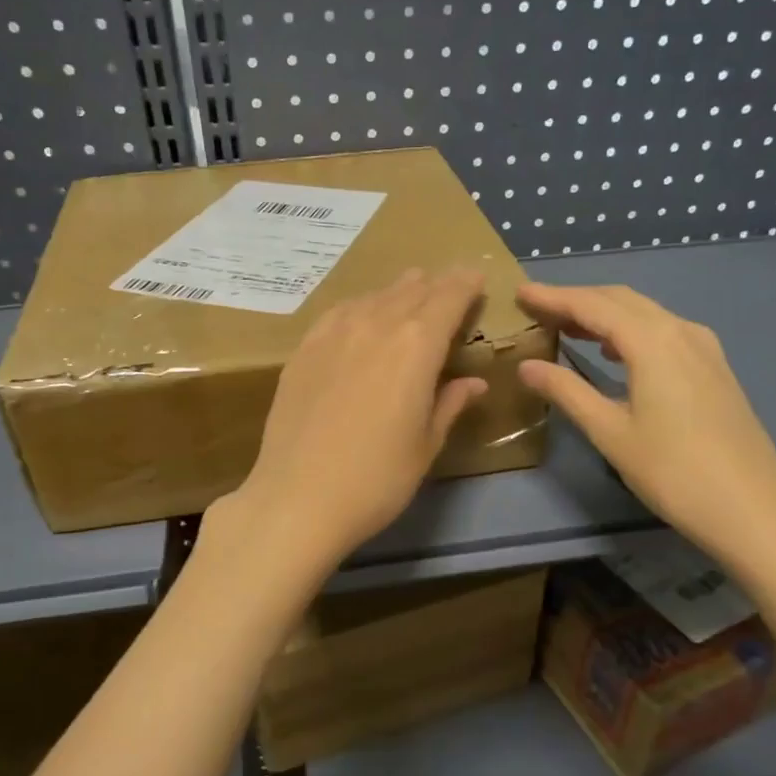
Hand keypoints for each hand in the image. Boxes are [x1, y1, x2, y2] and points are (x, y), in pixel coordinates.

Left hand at [219, 270, 489, 570]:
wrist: (298, 497)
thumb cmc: (377, 479)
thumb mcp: (425, 444)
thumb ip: (450, 404)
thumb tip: (474, 382)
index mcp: (417, 346)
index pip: (448, 298)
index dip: (465, 284)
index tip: (476, 277)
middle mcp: (376, 325)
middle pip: (412, 290)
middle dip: (436, 284)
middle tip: (450, 284)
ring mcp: (334, 334)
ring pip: (374, 296)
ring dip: (399, 291)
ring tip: (411, 290)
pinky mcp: (304, 349)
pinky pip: (340, 312)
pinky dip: (361, 306)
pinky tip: (362, 314)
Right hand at [514, 283, 775, 578]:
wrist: (753, 509)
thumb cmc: (673, 471)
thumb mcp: (610, 432)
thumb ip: (567, 392)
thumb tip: (526, 366)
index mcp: (652, 341)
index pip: (592, 305)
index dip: (553, 297)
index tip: (520, 292)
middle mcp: (681, 331)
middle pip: (621, 300)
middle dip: (576, 300)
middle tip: (537, 308)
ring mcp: (704, 348)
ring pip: (645, 314)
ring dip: (604, 314)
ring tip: (566, 327)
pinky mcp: (714, 368)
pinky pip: (664, 331)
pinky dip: (631, 331)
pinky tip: (615, 351)